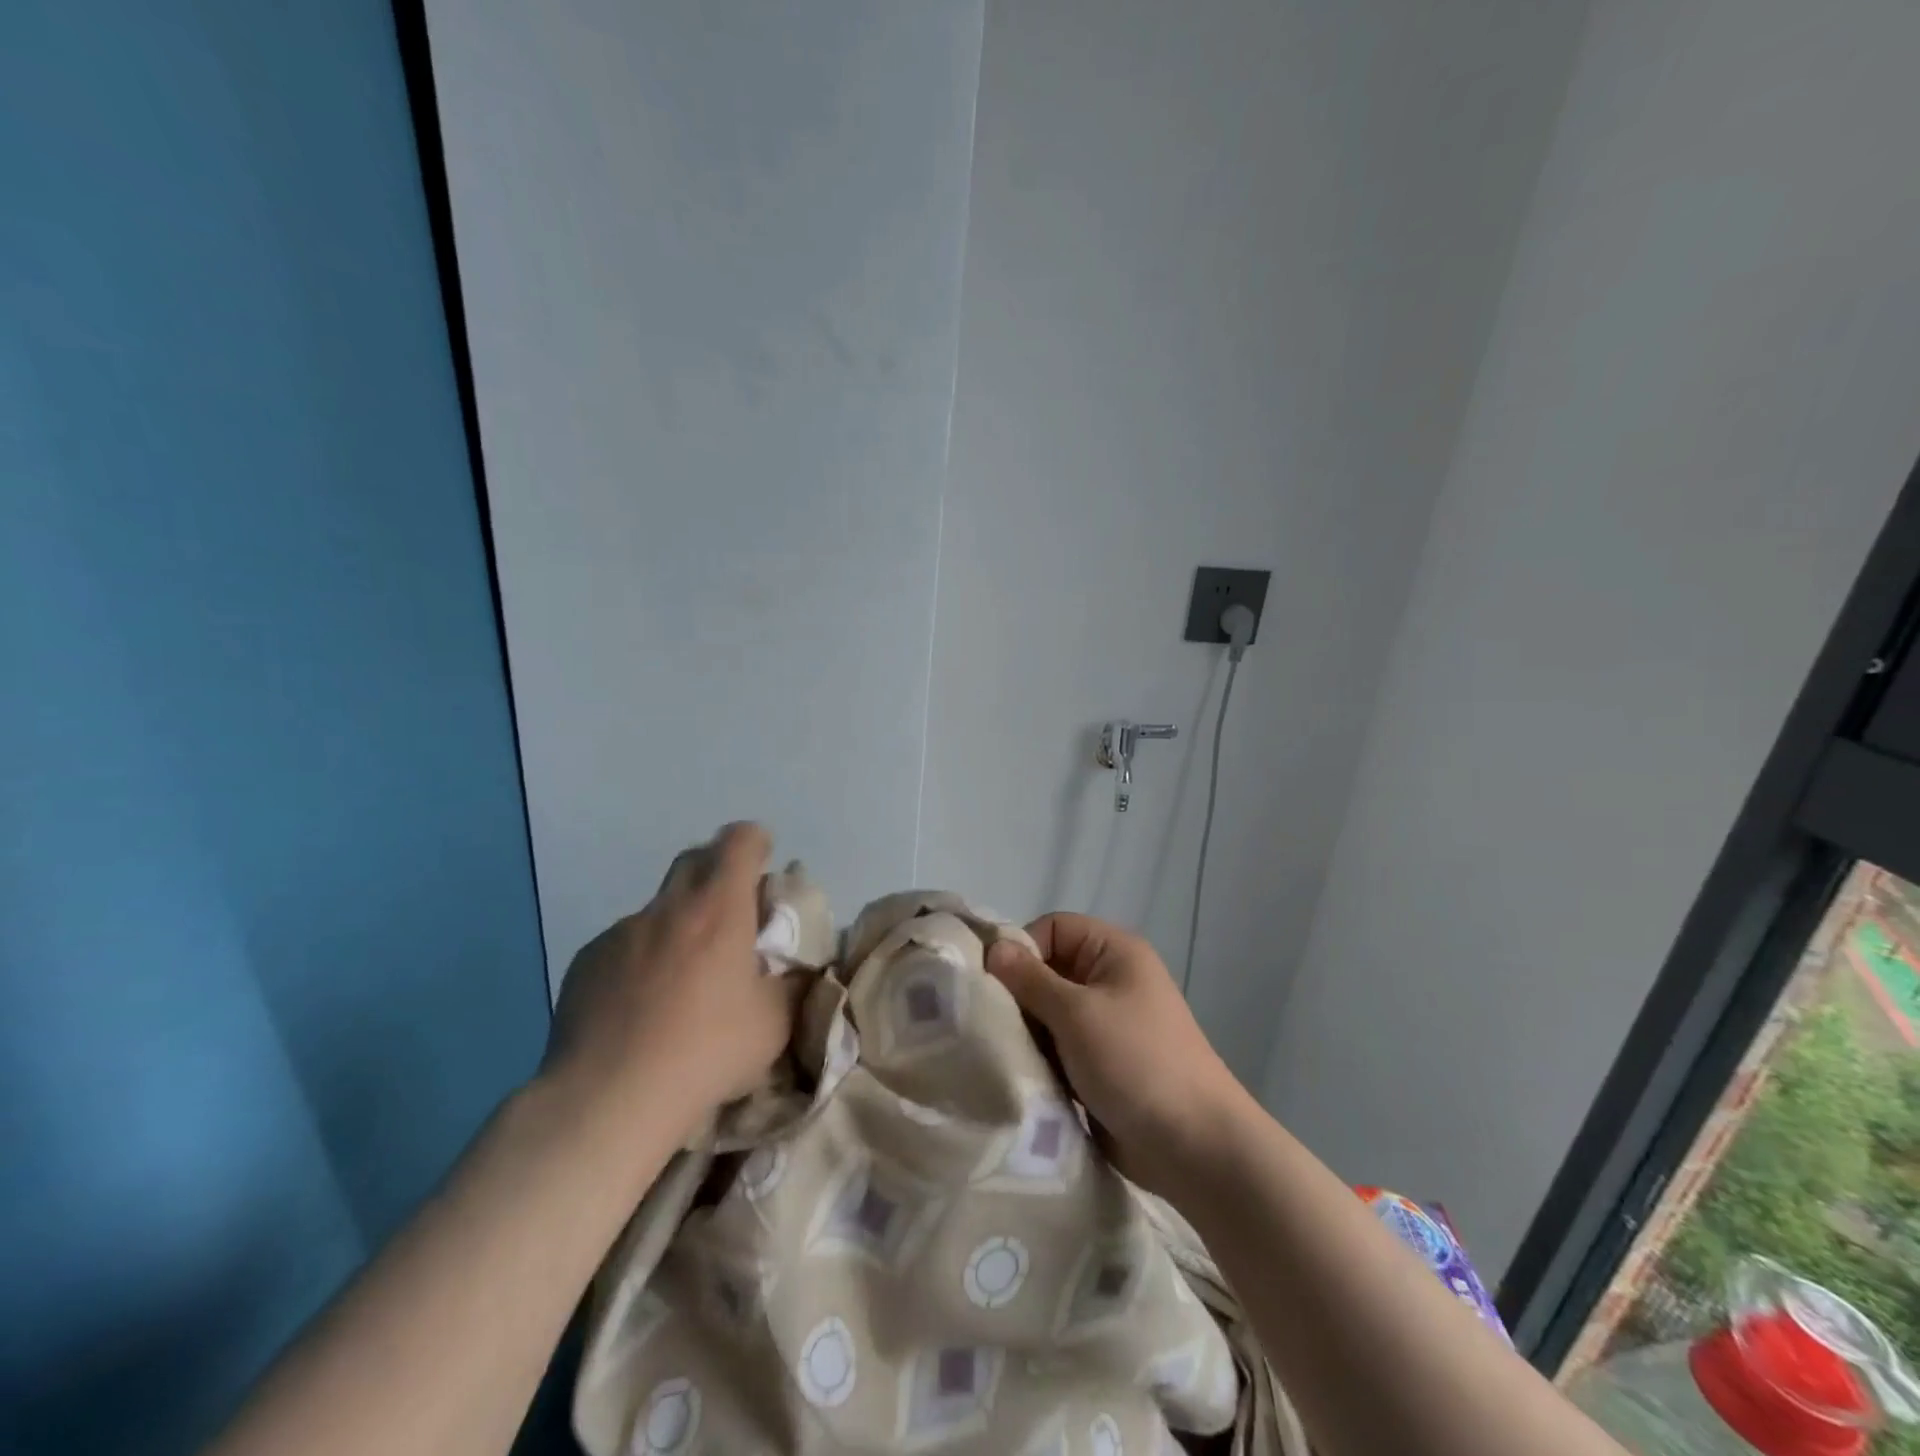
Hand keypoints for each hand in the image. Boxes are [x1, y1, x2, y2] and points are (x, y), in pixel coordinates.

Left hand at [540, 823, 797, 1137]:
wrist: (607, 1100)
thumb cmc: (706, 1052)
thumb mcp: (774, 1024)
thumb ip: (791, 985)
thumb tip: (798, 970)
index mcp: (718, 909)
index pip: (739, 841)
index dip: (755, 841)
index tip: (764, 860)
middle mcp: (667, 909)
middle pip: (694, 859)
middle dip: (717, 871)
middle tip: (732, 913)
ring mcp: (620, 934)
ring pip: (658, 910)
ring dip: (678, 925)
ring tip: (682, 980)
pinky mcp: (585, 963)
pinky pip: (623, 945)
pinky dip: (641, 960)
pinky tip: (640, 1008)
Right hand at [986, 912, 1252, 1197]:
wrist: (1194, 1146)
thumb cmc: (1136, 1062)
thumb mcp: (1077, 1014)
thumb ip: (1030, 980)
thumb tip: (993, 947)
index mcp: (1114, 952)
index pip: (1053, 928)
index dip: (1022, 950)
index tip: (994, 985)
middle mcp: (1110, 979)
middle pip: (1047, 971)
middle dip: (1019, 996)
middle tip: (992, 1025)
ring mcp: (1106, 1024)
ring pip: (1048, 1013)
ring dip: (1028, 1033)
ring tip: (1005, 1055)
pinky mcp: (1100, 1063)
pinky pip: (1058, 1047)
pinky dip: (1041, 1059)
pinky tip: (1023, 1077)